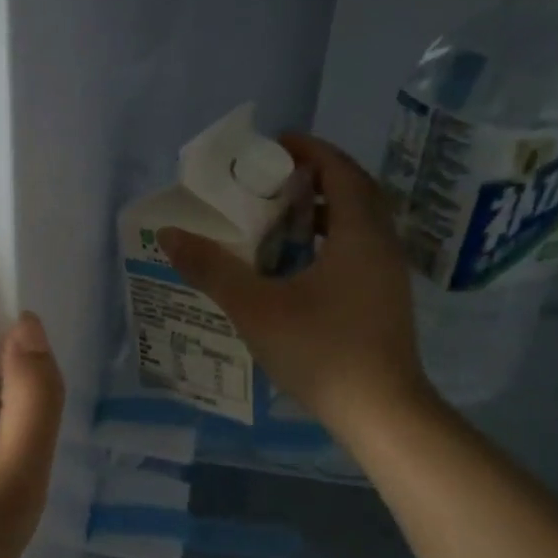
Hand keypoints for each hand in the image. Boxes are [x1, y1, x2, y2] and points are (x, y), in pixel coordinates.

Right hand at [158, 134, 434, 440]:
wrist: (381, 413)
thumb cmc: (320, 350)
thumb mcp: (256, 307)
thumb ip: (212, 269)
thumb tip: (169, 234)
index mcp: (358, 234)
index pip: (340, 171)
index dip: (310, 150)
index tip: (275, 143)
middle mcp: (381, 245)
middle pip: (353, 192)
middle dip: (315, 177)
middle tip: (272, 178)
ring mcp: (388, 275)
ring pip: (358, 224)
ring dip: (322, 212)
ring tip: (279, 217)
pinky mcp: (384, 301)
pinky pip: (358, 250)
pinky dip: (330, 240)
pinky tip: (297, 265)